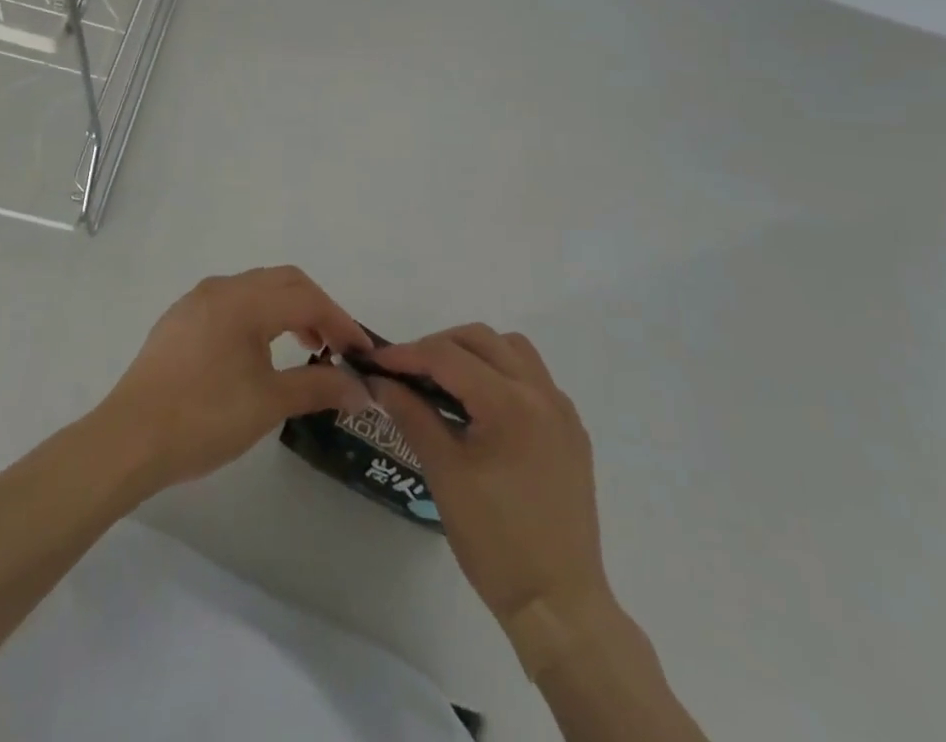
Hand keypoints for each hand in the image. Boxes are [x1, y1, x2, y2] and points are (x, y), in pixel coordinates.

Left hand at [96, 267, 372, 492]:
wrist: (128, 440)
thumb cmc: (203, 418)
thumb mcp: (268, 404)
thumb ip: (318, 388)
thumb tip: (361, 389)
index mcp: (244, 300)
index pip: (306, 297)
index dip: (339, 321)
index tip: (361, 352)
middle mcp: (221, 288)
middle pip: (283, 282)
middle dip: (316, 309)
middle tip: (336, 347)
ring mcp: (196, 301)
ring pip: (256, 290)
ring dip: (287, 310)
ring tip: (305, 349)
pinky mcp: (180, 320)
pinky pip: (231, 303)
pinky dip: (258, 316)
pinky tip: (259, 352)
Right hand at [367, 326, 609, 631]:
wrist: (559, 605)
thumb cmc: (495, 541)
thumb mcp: (444, 473)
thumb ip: (412, 415)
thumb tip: (380, 382)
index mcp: (509, 403)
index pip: (448, 356)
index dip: (407, 354)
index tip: (375, 362)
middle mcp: (541, 392)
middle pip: (481, 339)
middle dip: (439, 346)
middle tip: (407, 371)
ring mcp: (561, 410)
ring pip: (512, 349)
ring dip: (474, 353)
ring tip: (444, 382)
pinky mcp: (571, 431)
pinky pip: (533, 378)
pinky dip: (501, 374)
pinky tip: (481, 407)